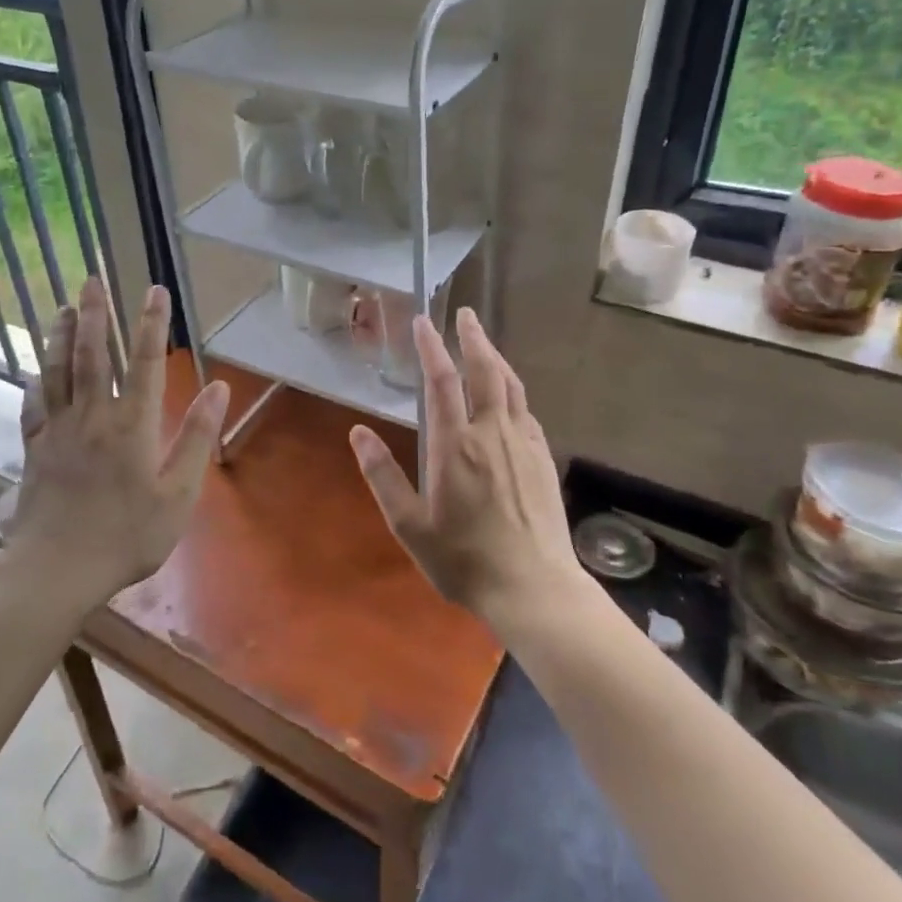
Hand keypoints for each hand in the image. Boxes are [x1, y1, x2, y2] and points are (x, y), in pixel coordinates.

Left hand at [8, 277, 229, 609]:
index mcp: (131, 424)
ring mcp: (57, 430)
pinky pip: (33, 405)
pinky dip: (36, 381)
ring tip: (63, 307)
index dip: (151, 323)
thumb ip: (196, 438)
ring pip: (57, 371)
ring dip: (60, 335)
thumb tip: (218, 388)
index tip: (155, 290)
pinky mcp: (34, 449)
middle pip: (90, 354)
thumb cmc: (127, 535)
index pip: (143, 361)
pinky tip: (36, 369)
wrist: (56, 570)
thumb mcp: (178, 494)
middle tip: (92, 279)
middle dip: (93, 313)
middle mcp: (91, 416)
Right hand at [349, 307, 585, 631]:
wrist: (534, 588)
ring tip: (484, 342)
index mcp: (456, 445)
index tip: (422, 322)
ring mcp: (524, 443)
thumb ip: (383, 476)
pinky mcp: (543, 457)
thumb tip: (358, 434)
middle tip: (464, 314)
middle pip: (485, 370)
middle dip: (473, 338)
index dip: (431, 347)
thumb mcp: (410, 526)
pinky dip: (512, 390)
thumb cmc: (464, 560)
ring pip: (510, 385)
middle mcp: (492, 433)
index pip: (442, 381)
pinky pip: (525, 410)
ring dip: (495, 357)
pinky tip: (507, 396)